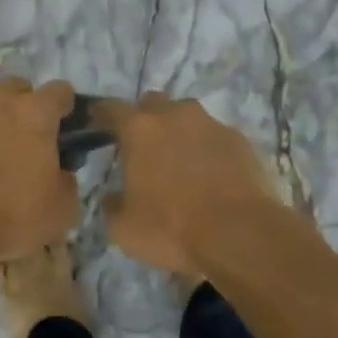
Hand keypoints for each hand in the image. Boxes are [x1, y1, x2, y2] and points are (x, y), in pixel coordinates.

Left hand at [0, 79, 81, 259]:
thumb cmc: (12, 215)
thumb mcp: (61, 209)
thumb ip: (67, 181)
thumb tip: (61, 172)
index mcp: (35, 113)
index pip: (60, 91)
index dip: (66, 108)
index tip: (65, 128)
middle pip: (18, 88)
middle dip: (26, 106)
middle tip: (28, 140)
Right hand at [97, 93, 280, 279]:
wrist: (241, 233)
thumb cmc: (172, 228)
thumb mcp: (124, 229)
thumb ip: (113, 206)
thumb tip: (113, 198)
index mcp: (139, 130)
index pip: (111, 108)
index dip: (101, 114)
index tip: (96, 122)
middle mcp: (175, 116)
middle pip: (153, 103)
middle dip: (144, 119)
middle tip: (142, 147)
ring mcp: (212, 124)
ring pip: (187, 117)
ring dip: (178, 132)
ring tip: (179, 162)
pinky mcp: (240, 140)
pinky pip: (215, 137)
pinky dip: (207, 149)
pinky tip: (210, 175)